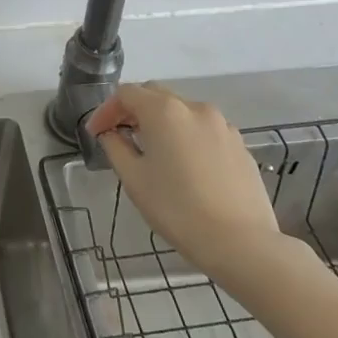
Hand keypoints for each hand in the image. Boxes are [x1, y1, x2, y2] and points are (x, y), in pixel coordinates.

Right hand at [89, 83, 281, 273]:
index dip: (106, 110)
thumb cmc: (177, 209)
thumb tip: (111, 134)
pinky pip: (204, 130)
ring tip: (153, 151)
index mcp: (164, 111)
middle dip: (133, 110)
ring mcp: (222, 125)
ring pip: (182, 111)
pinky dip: (187, 136)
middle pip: (155, 95)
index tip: (96, 133)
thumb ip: (115, 147)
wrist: (241, 243)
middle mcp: (194, 107)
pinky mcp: (240, 144)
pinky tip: (185, 165)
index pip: (126, 94)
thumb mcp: (134, 179)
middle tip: (120, 135)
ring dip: (161, 122)